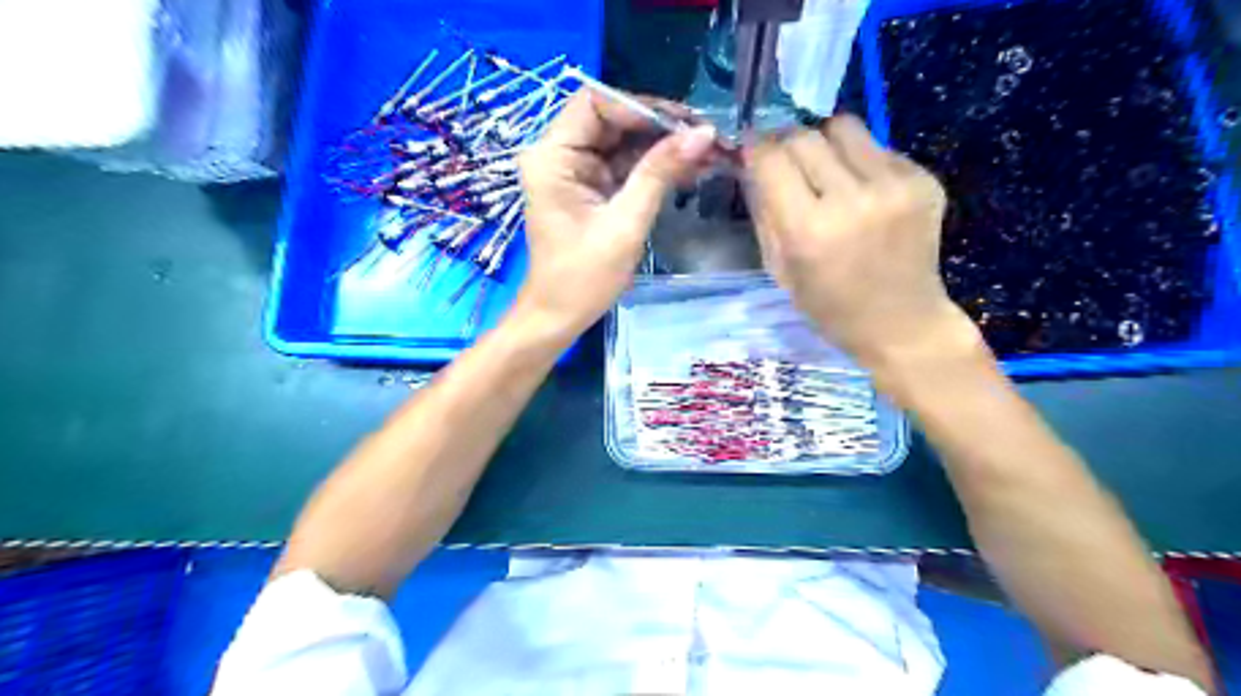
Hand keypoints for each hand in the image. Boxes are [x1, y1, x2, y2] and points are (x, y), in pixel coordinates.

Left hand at [518, 89, 717, 335]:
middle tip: (704, 137)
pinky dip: (654, 167)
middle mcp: (559, 155)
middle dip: (658, 127)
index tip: (683, 125)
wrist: (559, 316)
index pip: (595, 104)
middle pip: (612, 119)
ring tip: (706, 153)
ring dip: (662, 147)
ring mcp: (575, 171)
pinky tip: (688, 170)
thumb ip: (660, 174)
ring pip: (623, 141)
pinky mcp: (590, 189)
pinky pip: (625, 165)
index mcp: (552, 157)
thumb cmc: (583, 278)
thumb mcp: (625, 224)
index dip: (640, 108)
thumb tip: (704, 133)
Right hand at [746, 116, 978, 371]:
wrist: (902, 323)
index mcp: (808, 230)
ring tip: (827, 172)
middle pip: (804, 135)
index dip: (755, 149)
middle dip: (786, 144)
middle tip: (786, 163)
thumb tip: (753, 164)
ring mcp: (894, 185)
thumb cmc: (830, 308)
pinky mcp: (923, 179)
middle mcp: (851, 199)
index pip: (771, 157)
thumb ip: (764, 212)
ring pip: (843, 126)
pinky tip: (863, 192)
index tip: (753, 153)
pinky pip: (877, 147)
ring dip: (825, 143)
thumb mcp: (780, 270)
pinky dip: (860, 161)